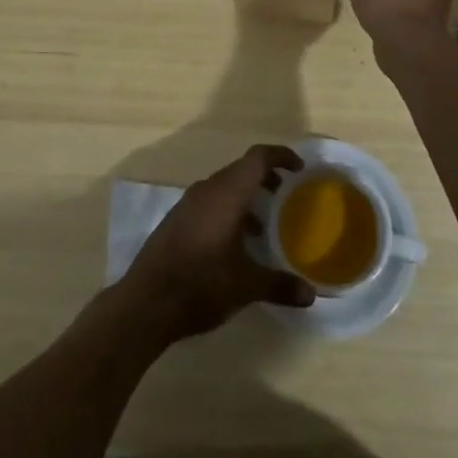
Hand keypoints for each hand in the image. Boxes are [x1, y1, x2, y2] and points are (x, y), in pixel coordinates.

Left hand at [120, 145, 315, 343]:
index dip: (280, 156)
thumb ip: (280, 285)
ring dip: (246, 197)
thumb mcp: (246, 286)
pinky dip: (228, 211)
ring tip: (264, 226)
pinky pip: (209, 202)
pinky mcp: (177, 220)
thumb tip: (311, 294)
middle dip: (265, 178)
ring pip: (224, 187)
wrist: (146, 301)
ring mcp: (188, 204)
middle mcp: (207, 189)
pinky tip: (235, 244)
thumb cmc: (201, 284)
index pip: (258, 157)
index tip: (299, 169)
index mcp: (227, 193)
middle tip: (286, 196)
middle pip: (241, 169)